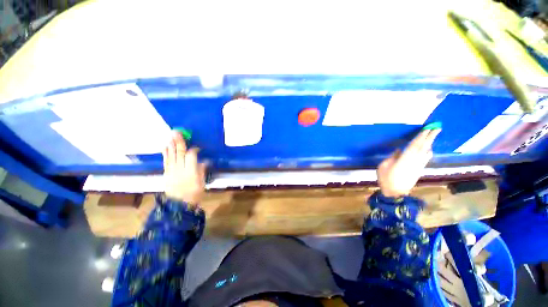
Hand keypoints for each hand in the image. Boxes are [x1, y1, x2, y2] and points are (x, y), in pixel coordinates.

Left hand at [162, 132, 206, 203]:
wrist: (178, 205)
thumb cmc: (194, 194)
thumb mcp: (202, 183)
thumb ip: (202, 171)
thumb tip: (204, 161)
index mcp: (191, 172)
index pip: (191, 156)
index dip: (194, 150)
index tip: (197, 147)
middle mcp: (180, 169)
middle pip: (179, 153)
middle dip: (179, 142)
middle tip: (177, 132)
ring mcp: (171, 171)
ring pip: (171, 155)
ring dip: (171, 145)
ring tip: (171, 136)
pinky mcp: (166, 173)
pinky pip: (166, 161)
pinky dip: (165, 153)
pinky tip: (165, 147)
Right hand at [377, 129, 441, 197]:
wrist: (396, 193)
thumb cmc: (386, 179)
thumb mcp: (383, 166)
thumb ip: (392, 157)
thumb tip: (399, 151)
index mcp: (405, 158)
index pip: (415, 145)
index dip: (421, 136)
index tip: (428, 127)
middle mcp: (415, 160)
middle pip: (424, 147)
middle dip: (430, 137)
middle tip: (437, 127)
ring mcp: (418, 165)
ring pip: (427, 152)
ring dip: (430, 143)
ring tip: (432, 136)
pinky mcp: (419, 169)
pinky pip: (425, 157)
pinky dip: (427, 151)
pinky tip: (428, 149)